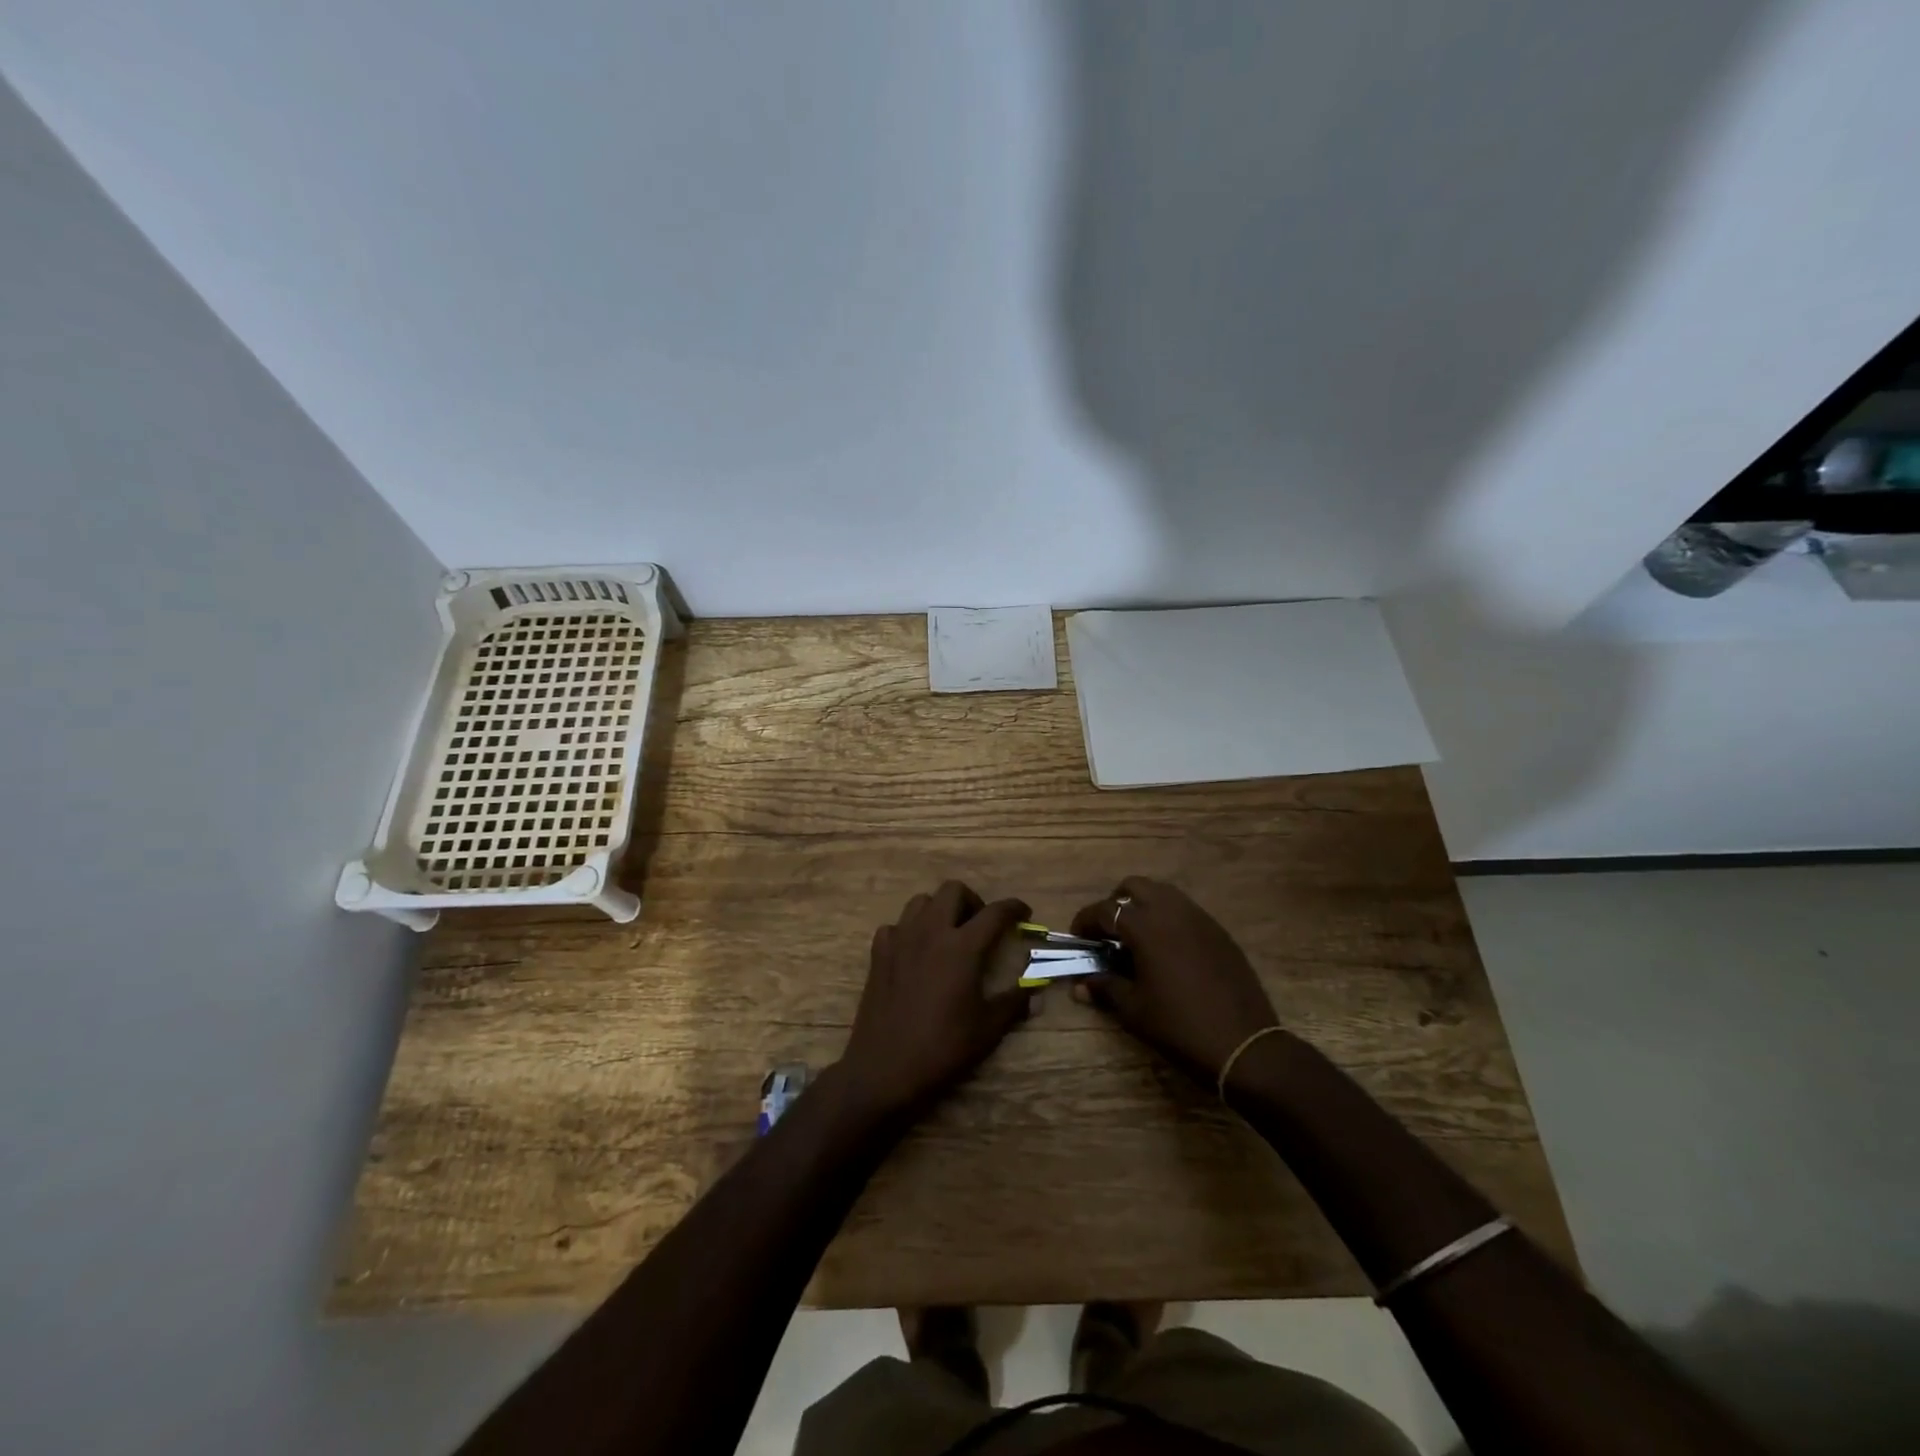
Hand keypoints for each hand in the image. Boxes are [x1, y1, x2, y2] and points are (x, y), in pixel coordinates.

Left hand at [835, 881, 1032, 1130]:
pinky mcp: (878, 953)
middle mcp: (931, 931)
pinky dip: (910, 930)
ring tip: (948, 934)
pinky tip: (915, 952)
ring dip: (939, 909)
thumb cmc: (943, 1048)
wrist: (885, 1068)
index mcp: (962, 947)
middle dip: (973, 901)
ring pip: (921, 901)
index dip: (1013, 908)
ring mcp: (900, 939)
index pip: (995, 912)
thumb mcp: (989, 1028)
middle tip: (980, 925)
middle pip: (953, 890)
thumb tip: (1035, 989)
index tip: (1024, 912)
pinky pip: (896, 926)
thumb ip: (1015, 1002)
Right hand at [1070, 876, 1280, 1085]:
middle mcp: (1173, 911)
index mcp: (1146, 926)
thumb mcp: (1134, 1010)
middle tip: (1108, 933)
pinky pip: (1186, 912)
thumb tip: (1080, 985)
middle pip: (1135, 887)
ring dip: (1144, 907)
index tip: (1077, 938)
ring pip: (1163, 894)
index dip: (1085, 921)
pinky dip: (1168, 920)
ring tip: (1137, 940)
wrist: (1244, 1045)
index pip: (1105, 910)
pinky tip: (1168, 952)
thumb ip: (1105, 988)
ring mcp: (1200, 919)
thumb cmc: (1180, 1026)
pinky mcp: (1220, 933)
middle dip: (1115, 904)